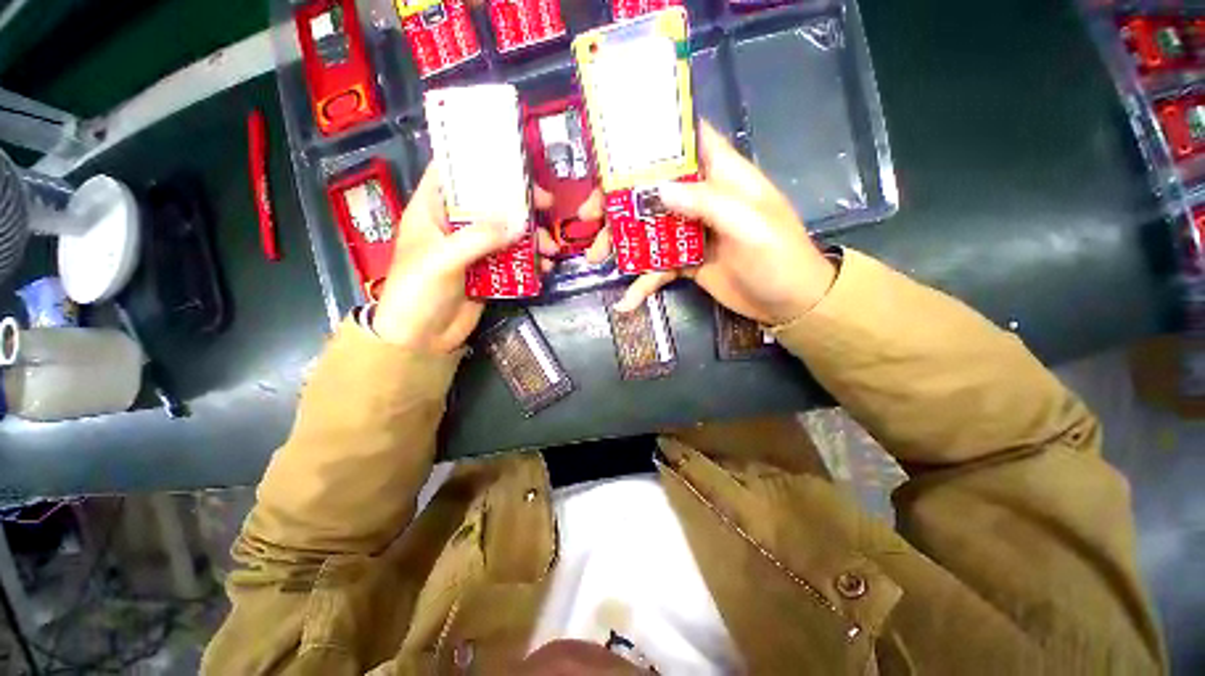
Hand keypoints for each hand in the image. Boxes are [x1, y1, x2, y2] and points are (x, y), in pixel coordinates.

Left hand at [372, 165, 558, 352]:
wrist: (422, 338)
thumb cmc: (418, 292)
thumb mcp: (443, 260)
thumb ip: (479, 238)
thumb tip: (519, 222)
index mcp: (432, 210)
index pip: (451, 173)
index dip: (478, 163)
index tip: (511, 162)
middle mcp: (454, 225)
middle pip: (489, 203)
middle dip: (519, 203)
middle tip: (547, 204)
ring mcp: (474, 250)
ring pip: (507, 233)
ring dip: (531, 237)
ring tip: (551, 249)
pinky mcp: (489, 272)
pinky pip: (513, 260)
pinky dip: (530, 261)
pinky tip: (545, 267)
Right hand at [601, 122, 836, 325]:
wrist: (788, 303)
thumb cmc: (778, 257)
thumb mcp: (750, 225)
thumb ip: (706, 204)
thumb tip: (656, 190)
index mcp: (721, 176)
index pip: (687, 140)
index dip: (653, 135)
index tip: (613, 144)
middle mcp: (701, 198)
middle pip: (652, 188)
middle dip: (618, 200)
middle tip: (589, 216)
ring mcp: (690, 232)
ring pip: (647, 228)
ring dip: (620, 243)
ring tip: (596, 258)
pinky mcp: (686, 261)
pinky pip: (656, 267)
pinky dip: (640, 283)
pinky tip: (626, 302)